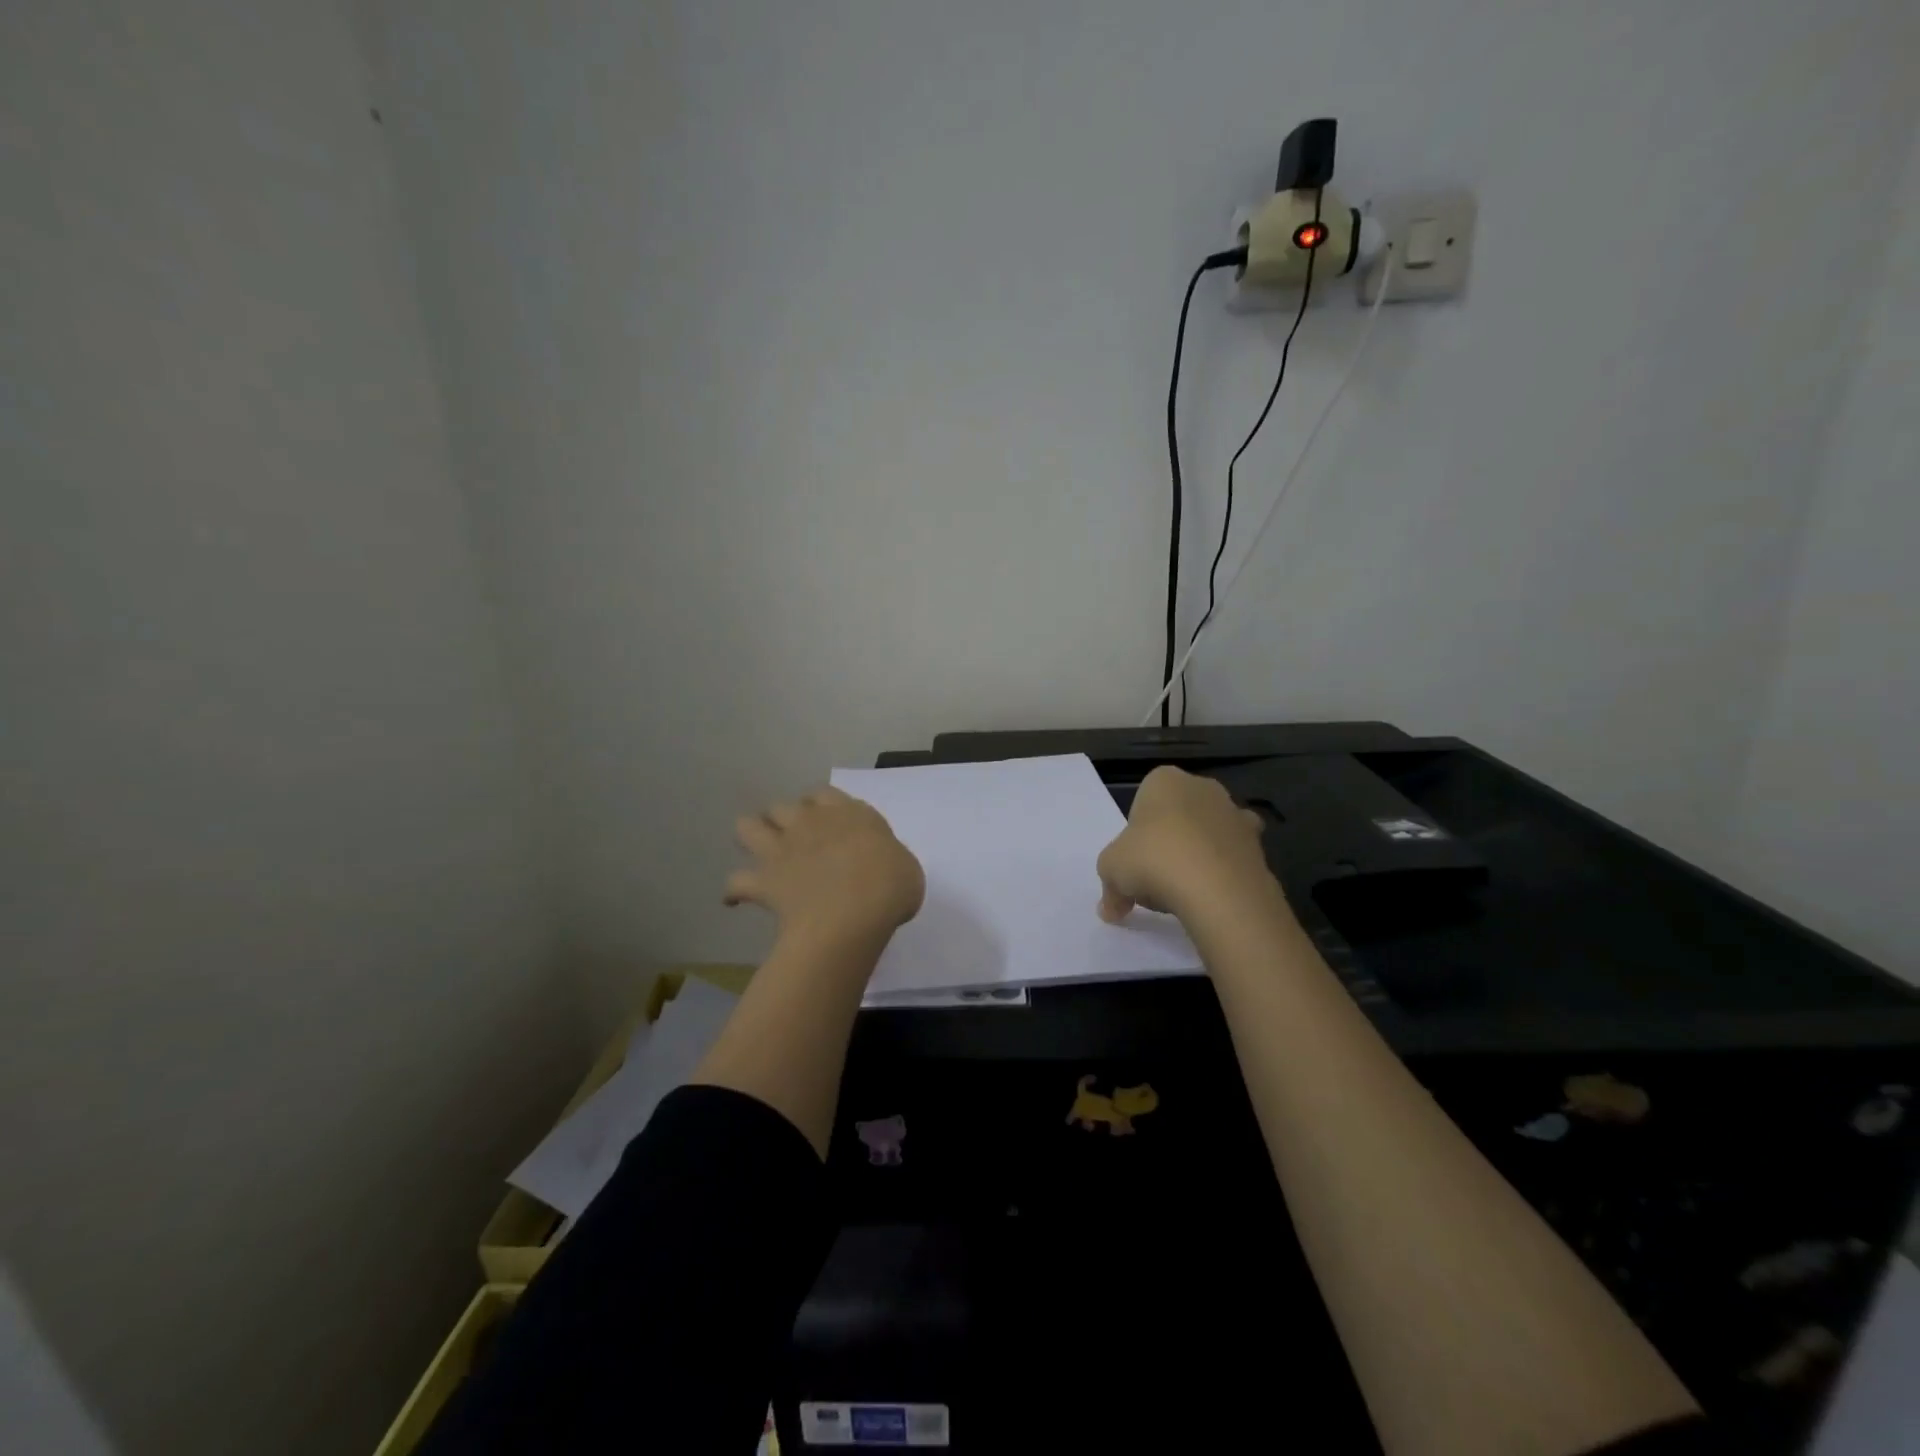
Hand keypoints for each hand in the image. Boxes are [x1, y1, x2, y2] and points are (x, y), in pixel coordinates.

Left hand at [725, 786, 924, 940]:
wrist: (854, 913)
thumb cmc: (890, 886)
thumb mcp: (905, 867)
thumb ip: (886, 859)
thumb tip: (877, 868)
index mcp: (848, 814)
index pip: (825, 795)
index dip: (821, 807)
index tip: (827, 822)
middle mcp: (810, 822)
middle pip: (784, 807)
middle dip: (784, 820)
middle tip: (794, 840)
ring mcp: (782, 849)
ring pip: (748, 827)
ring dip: (751, 837)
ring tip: (760, 854)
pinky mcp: (764, 880)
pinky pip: (736, 882)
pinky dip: (735, 890)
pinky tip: (736, 900)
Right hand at [1097, 766, 1278, 923]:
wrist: (1218, 889)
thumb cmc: (1153, 861)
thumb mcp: (1111, 871)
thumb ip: (1110, 888)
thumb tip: (1111, 910)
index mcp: (1164, 780)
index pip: (1145, 800)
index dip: (1137, 833)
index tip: (1134, 860)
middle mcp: (1203, 788)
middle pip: (1179, 816)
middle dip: (1169, 842)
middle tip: (1155, 878)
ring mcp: (1236, 814)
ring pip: (1208, 835)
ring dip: (1198, 857)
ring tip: (1184, 893)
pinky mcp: (1259, 845)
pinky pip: (1232, 859)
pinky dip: (1223, 875)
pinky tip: (1210, 899)